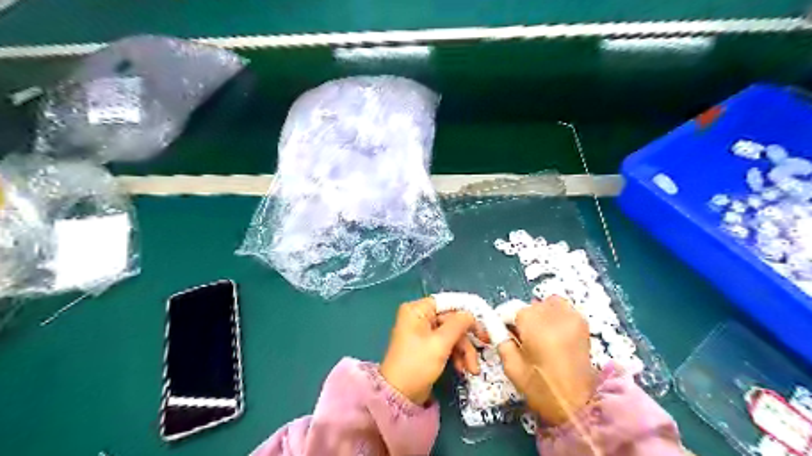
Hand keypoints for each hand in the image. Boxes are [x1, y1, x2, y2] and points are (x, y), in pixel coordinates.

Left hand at [383, 297, 480, 403]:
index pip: (447, 303)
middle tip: (483, 348)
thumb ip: (458, 325)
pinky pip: (446, 344)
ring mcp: (422, 332)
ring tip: (472, 369)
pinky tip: (462, 369)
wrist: (399, 395)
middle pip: (451, 320)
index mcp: (417, 310)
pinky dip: (456, 355)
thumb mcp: (440, 343)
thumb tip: (470, 314)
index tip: (481, 325)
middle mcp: (419, 317)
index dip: (465, 313)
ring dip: (464, 351)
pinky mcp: (427, 347)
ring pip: (451, 334)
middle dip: (466, 339)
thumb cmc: (417, 364)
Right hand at [496, 297, 593, 424]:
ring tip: (538, 333)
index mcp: (534, 326)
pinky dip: (555, 315)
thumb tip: (494, 325)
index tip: (501, 330)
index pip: (512, 309)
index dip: (504, 320)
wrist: (578, 407)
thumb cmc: (540, 390)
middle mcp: (554, 316)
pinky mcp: (582, 324)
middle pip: (530, 306)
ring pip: (547, 303)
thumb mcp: (511, 367)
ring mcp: (571, 318)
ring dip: (539, 313)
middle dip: (522, 318)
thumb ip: (501, 340)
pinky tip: (553, 333)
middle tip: (520, 337)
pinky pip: (563, 309)